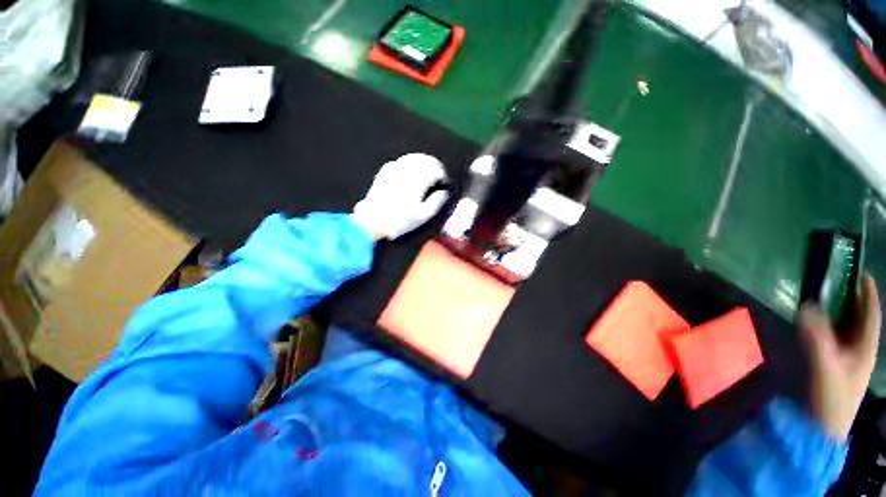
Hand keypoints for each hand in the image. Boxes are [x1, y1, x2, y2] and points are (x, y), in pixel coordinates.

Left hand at [351, 153, 449, 239]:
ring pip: (413, 157)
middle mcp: (407, 170)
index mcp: (418, 181)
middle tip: (440, 173)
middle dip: (435, 164)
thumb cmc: (400, 220)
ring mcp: (395, 168)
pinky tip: (412, 169)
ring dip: (424, 160)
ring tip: (429, 168)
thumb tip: (444, 192)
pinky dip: (411, 161)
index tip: (445, 181)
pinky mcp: (385, 171)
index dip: (443, 175)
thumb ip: (436, 202)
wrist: (373, 220)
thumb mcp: (423, 216)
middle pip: (425, 160)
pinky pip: (401, 160)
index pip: (435, 170)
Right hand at [799, 274, 881, 440]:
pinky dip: (831, 325)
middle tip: (842, 280)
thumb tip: (806, 306)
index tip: (861, 273)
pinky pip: (837, 338)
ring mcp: (849, 358)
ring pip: (849, 329)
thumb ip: (816, 337)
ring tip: (830, 296)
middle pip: (861, 320)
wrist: (824, 426)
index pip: (871, 315)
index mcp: (866, 348)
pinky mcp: (837, 364)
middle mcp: (861, 349)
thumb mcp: (825, 365)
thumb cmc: (831, 395)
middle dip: (855, 300)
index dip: (868, 294)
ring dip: (842, 312)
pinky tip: (819, 323)